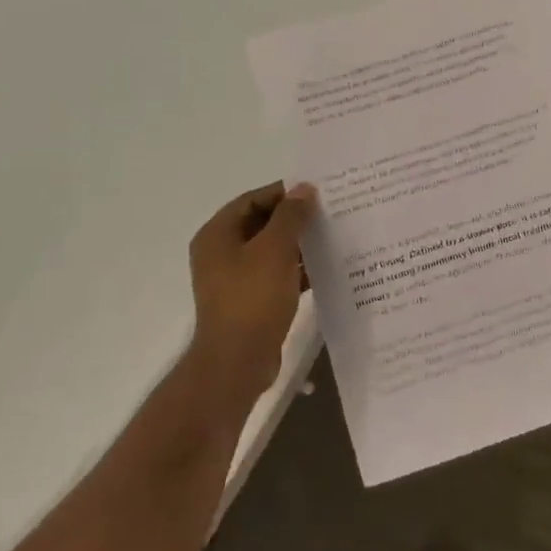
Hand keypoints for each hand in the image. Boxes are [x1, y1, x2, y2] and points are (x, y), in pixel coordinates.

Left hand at [187, 181, 317, 407]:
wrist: (238, 361)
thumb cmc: (253, 298)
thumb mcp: (275, 249)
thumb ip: (291, 216)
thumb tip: (304, 188)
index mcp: (218, 235)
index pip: (252, 199)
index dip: (284, 193)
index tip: (317, 193)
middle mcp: (221, 253)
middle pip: (262, 224)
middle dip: (295, 219)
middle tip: (329, 213)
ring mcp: (234, 279)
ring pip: (271, 251)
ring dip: (299, 245)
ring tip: (332, 238)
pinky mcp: (250, 301)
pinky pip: (276, 275)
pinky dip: (297, 270)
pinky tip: (324, 269)